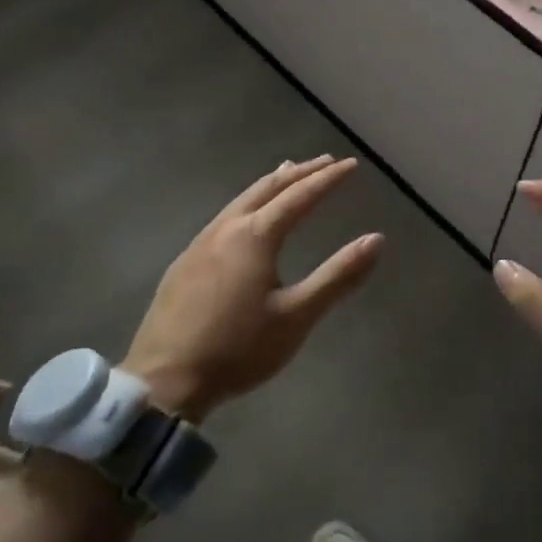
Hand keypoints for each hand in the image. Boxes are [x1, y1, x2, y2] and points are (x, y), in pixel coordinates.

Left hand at [122, 156, 381, 421]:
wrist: (165, 380)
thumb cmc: (238, 349)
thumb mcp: (297, 316)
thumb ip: (338, 276)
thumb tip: (376, 240)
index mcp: (256, 236)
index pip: (300, 196)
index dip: (328, 179)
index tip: (351, 165)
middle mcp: (227, 228)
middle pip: (268, 188)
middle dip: (300, 173)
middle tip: (325, 161)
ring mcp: (200, 243)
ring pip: (242, 199)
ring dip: (271, 184)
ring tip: (288, 173)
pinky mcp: (185, 262)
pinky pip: (224, 216)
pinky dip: (248, 203)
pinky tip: (247, 217)